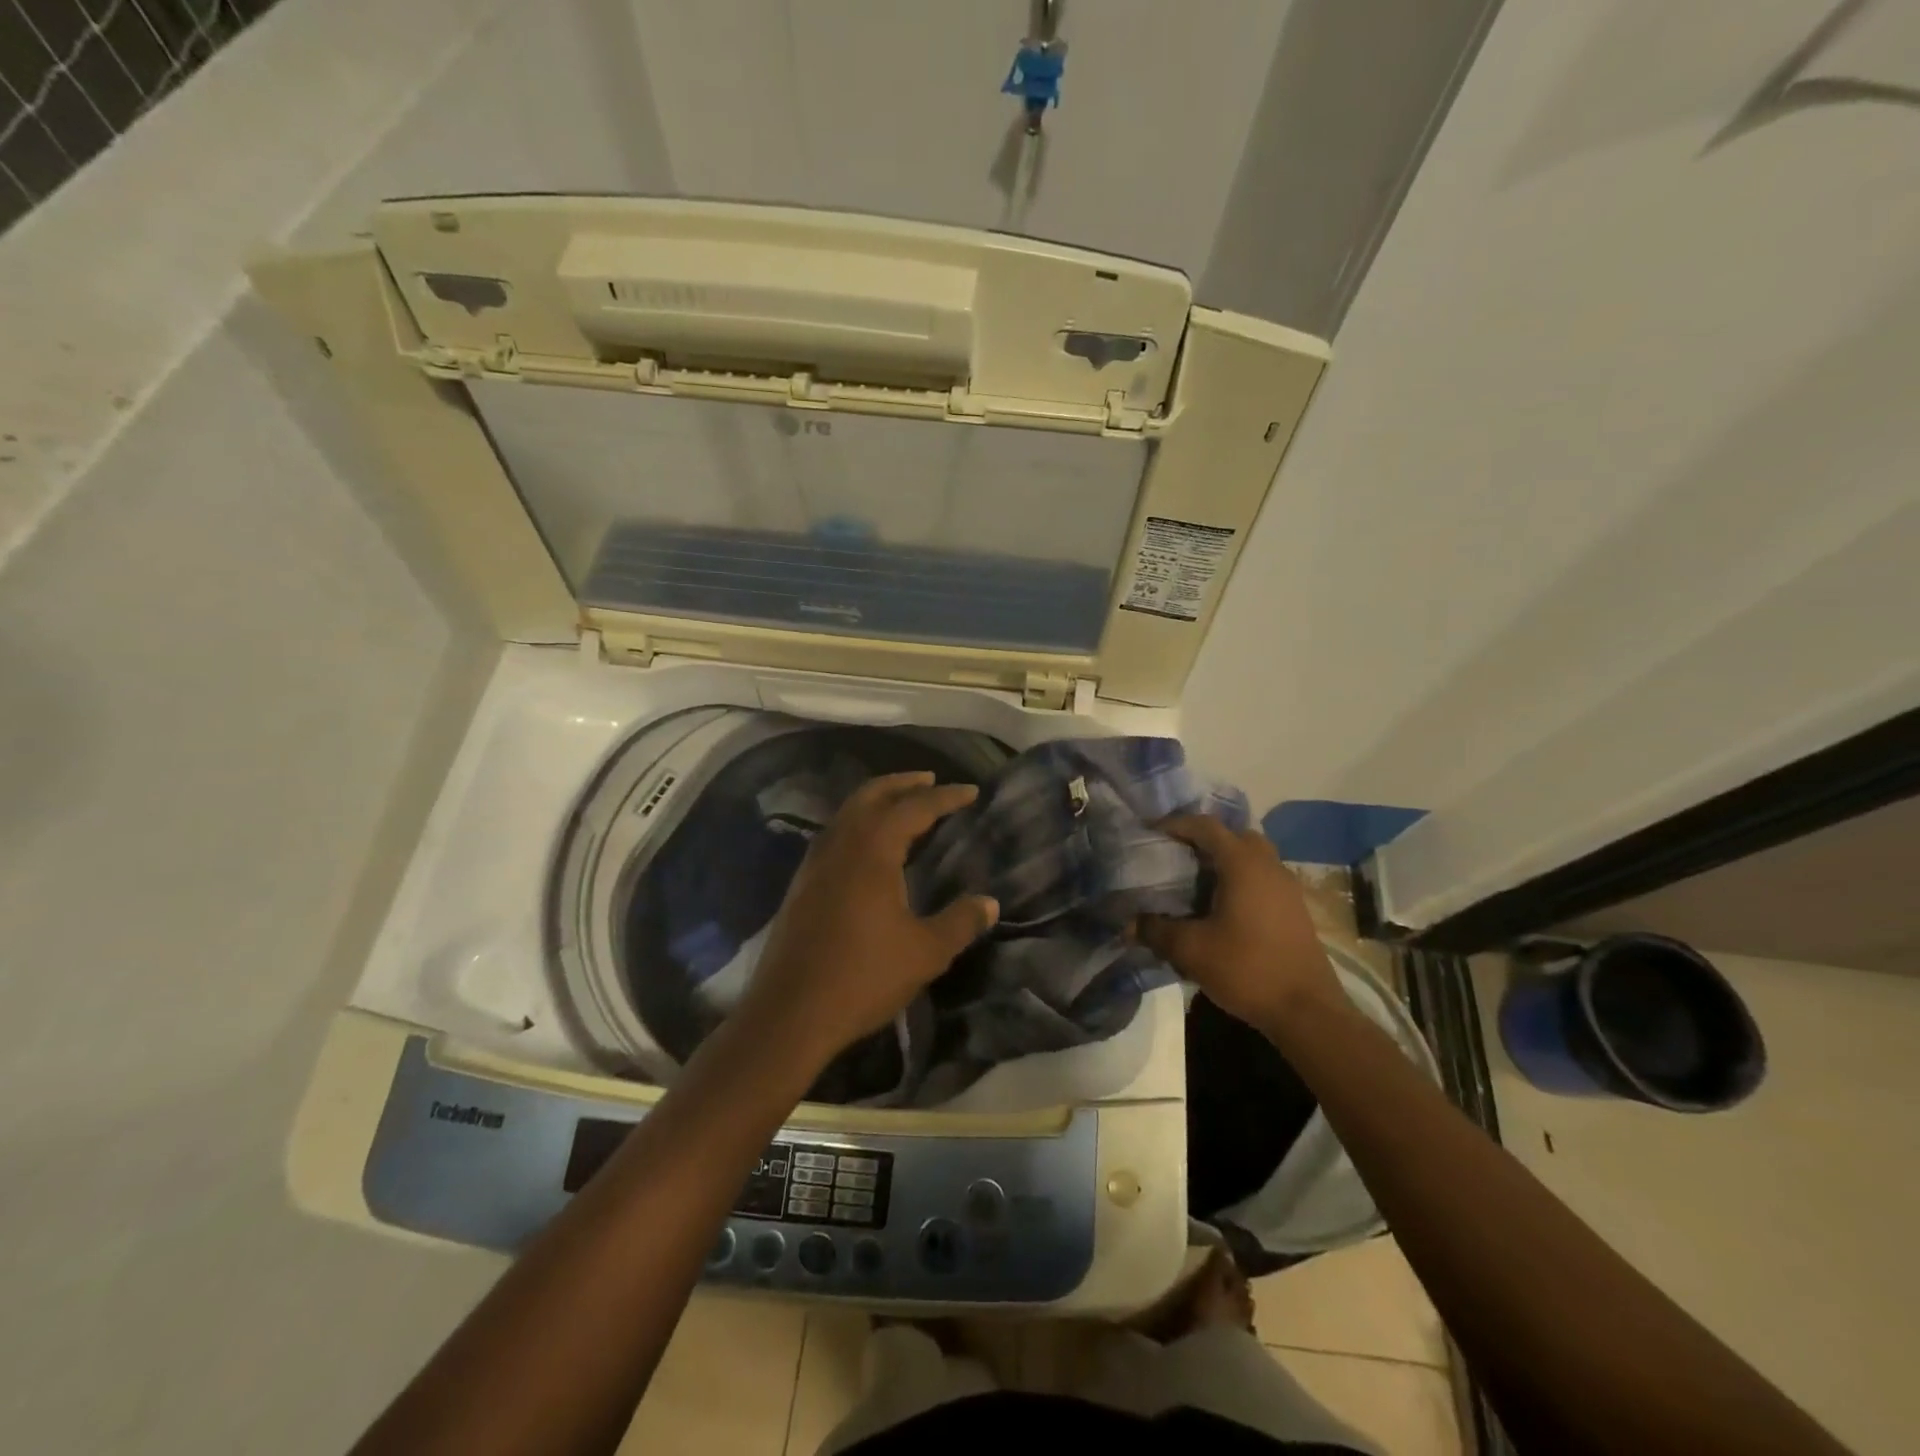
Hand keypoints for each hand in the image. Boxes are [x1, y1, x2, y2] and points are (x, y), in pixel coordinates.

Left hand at [737, 772, 998, 1072]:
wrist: (789, 1014)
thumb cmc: (862, 977)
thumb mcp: (925, 952)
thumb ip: (960, 922)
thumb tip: (989, 902)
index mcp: (872, 851)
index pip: (913, 808)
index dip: (945, 797)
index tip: (971, 791)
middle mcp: (840, 845)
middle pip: (872, 796)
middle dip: (903, 783)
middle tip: (930, 780)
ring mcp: (814, 864)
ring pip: (847, 813)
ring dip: (876, 800)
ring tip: (902, 806)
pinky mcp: (800, 885)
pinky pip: (833, 835)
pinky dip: (856, 823)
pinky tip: (867, 847)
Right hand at [1135, 815, 1340, 1032]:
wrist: (1307, 1011)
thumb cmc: (1247, 969)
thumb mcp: (1191, 950)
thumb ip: (1156, 931)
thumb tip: (1129, 924)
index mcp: (1243, 864)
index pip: (1206, 826)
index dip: (1176, 824)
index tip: (1151, 833)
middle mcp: (1268, 866)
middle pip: (1234, 835)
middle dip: (1204, 839)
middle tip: (1176, 854)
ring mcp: (1286, 887)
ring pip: (1252, 857)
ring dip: (1224, 860)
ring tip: (1195, 881)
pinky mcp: (1294, 909)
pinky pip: (1262, 878)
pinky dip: (1240, 879)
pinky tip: (1221, 907)